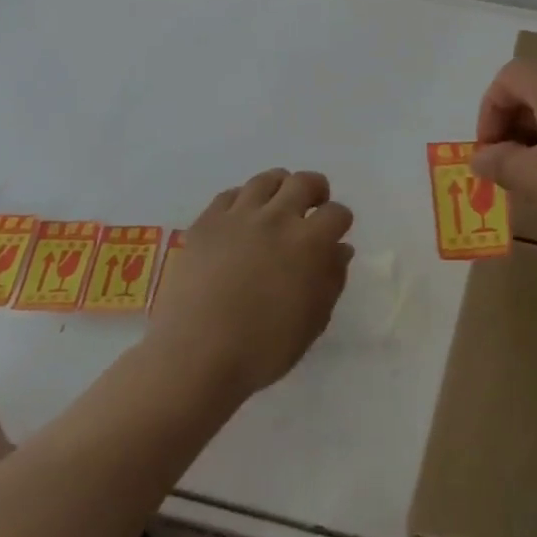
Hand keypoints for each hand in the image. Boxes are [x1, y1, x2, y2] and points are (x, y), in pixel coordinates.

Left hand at [147, 169, 352, 399]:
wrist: (196, 356)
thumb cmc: (264, 348)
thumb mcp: (313, 321)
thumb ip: (332, 280)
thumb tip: (340, 249)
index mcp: (308, 242)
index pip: (336, 213)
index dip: (340, 221)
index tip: (336, 232)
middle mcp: (276, 218)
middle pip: (303, 182)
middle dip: (316, 190)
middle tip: (313, 205)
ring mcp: (238, 216)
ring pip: (265, 180)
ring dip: (279, 187)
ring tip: (277, 204)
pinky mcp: (206, 223)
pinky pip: (229, 195)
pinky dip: (242, 200)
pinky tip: (241, 218)